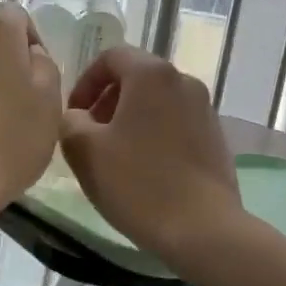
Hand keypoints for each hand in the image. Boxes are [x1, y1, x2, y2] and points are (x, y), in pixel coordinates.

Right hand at [60, 47, 242, 267]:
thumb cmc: (137, 184)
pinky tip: (145, 171)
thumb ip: (69, 122)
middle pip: (137, 78)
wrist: (202, 228)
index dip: (85, 83)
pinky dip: (155, 135)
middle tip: (90, 137)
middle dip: (107, 102)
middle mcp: (184, 81)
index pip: (110, 58)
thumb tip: (76, 116)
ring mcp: (206, 110)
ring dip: (131, 120)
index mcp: (151, 75)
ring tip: (116, 157)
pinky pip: (176, 124)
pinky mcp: (216, 138)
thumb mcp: (84, 151)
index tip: (73, 116)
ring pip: (158, 103)